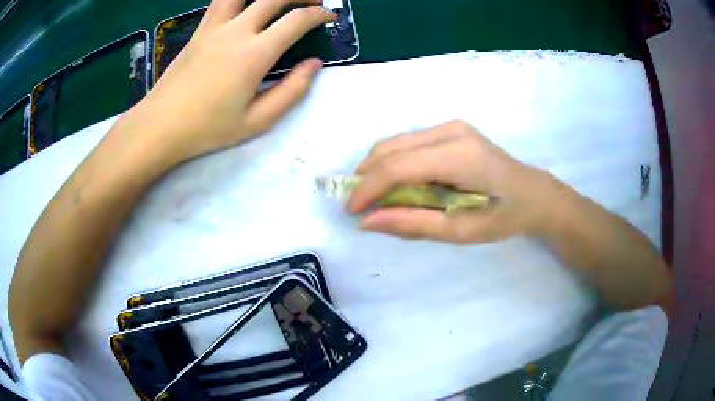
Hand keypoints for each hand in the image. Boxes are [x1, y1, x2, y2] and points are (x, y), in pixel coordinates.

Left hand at [119, 0, 335, 166]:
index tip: (329, 18)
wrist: (160, 126)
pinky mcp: (199, 30)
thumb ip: (292, 91)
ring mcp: (214, 27)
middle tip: (313, 3)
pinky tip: (246, 4)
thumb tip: (314, 64)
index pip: (296, 20)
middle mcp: (236, 31)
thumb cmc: (207, 128)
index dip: (319, 15)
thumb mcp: (257, 121)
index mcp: (254, 54)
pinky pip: (221, 1)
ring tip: (279, 1)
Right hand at [348, 120, 558, 243]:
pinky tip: (401, 185)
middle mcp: (450, 131)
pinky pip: (408, 144)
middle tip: (361, 208)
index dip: (367, 189)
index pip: (397, 167)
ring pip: (395, 143)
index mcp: (459, 156)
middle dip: (367, 178)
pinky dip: (395, 164)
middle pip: (389, 149)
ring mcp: (450, 126)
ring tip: (378, 199)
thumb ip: (413, 224)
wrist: (534, 193)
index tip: (351, 212)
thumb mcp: (462, 231)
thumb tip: (367, 222)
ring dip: (378, 170)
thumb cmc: (505, 216)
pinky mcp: (450, 129)